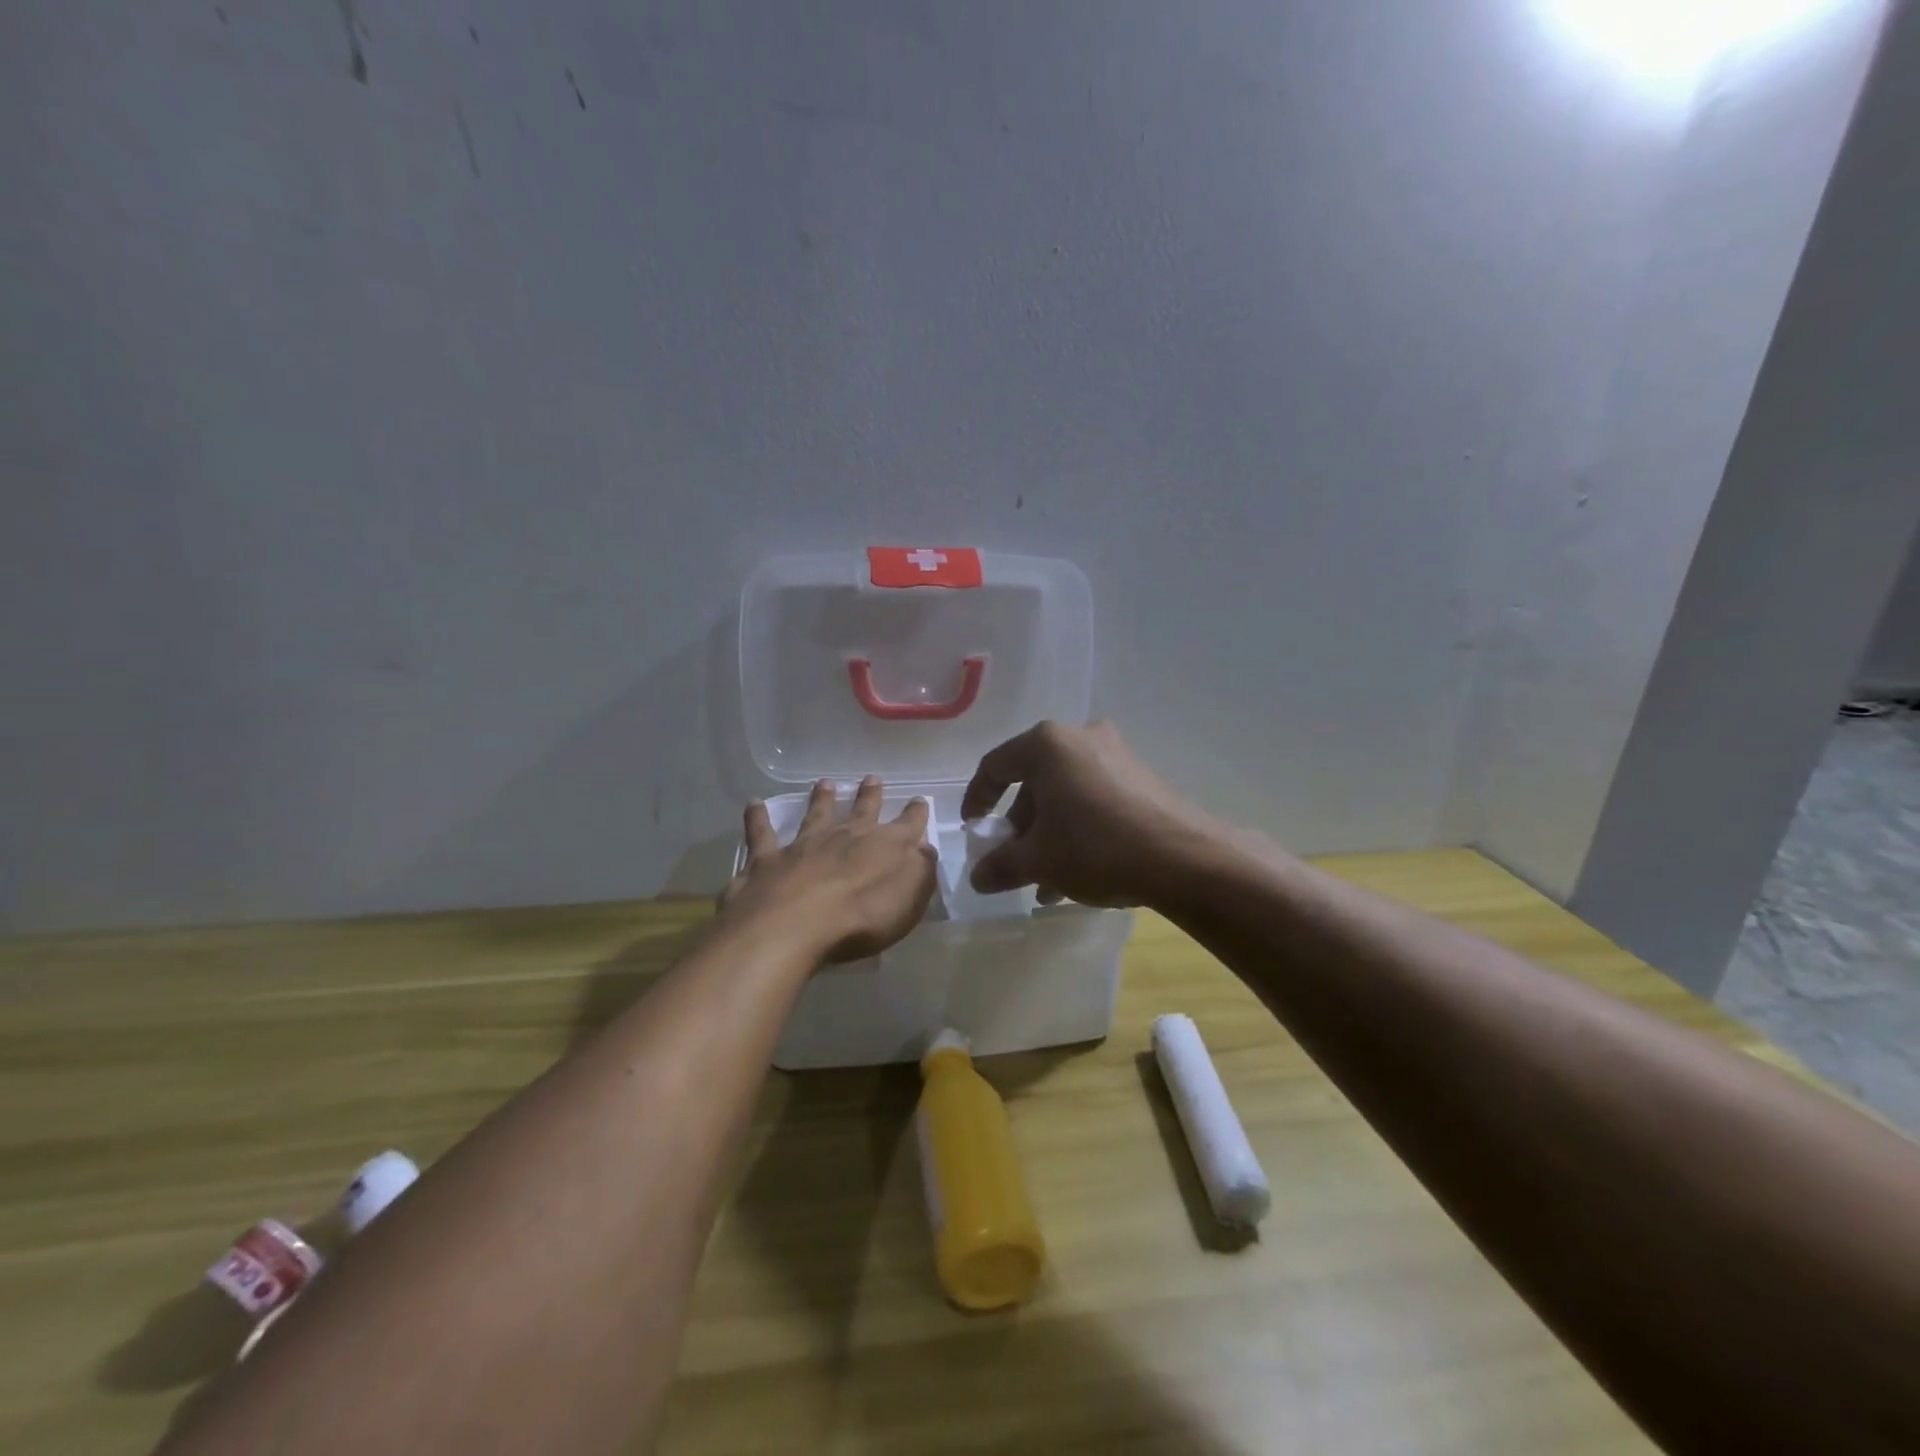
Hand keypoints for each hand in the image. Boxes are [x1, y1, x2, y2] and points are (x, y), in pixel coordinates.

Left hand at [719, 777, 937, 963]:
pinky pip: (762, 833)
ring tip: (825, 783)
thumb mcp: (909, 899)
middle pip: (861, 811)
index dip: (915, 813)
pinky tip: (753, 804)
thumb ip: (920, 871)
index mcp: (884, 847)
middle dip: (870, 795)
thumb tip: (924, 847)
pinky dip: (757, 817)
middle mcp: (845, 837)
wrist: (794, 925)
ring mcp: (804, 845)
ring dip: (821, 798)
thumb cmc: (861, 918)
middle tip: (872, 779)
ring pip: (815, 814)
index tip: (919, 800)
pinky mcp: (768, 859)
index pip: (907, 825)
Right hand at [960, 721, 1216, 907]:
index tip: (974, 829)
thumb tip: (978, 878)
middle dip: (1019, 825)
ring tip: (1045, 880)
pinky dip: (1078, 827)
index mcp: (1047, 744)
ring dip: (1049, 833)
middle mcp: (1081, 738)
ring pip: (1065, 793)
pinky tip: (1078, 872)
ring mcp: (1116, 754)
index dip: (977, 799)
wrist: (1184, 858)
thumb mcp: (1039, 860)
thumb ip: (1001, 865)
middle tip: (1013, 860)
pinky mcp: (1141, 776)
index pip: (996, 766)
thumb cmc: (1095, 847)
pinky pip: (1094, 798)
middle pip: (1033, 781)